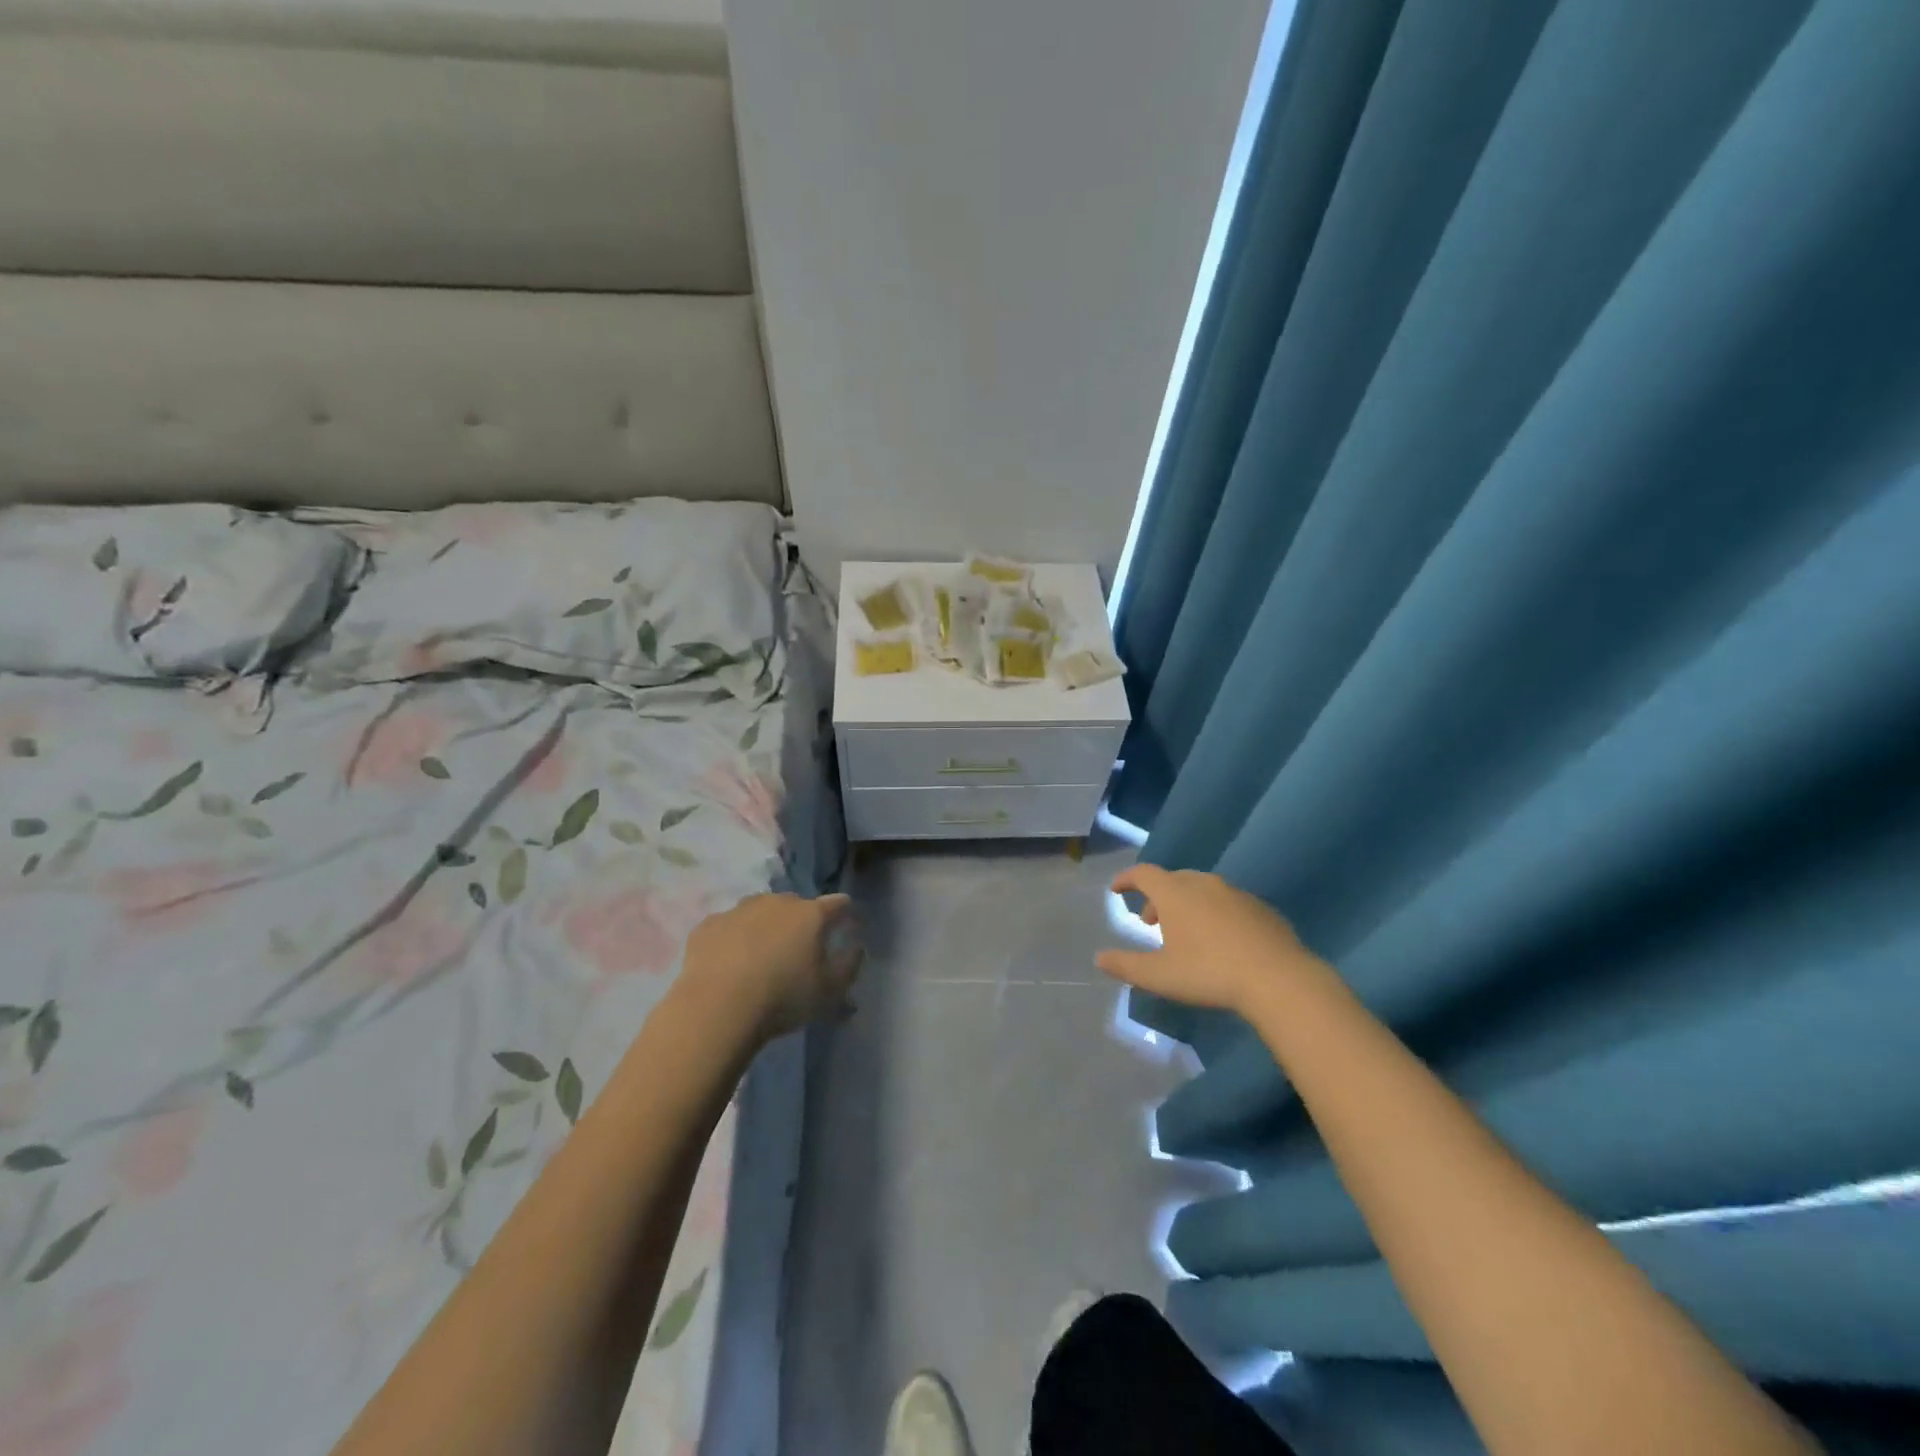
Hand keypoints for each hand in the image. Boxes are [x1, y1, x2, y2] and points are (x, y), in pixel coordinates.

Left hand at [682, 892, 862, 1043]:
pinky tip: (730, 963)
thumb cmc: (782, 998)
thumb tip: (856, 947)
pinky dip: (734, 938)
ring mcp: (739, 910)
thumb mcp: (829, 991)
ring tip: (762, 956)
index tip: (847, 927)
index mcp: (810, 914)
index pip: (838, 903)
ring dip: (766, 927)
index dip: (846, 913)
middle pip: (796, 905)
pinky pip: (729, 926)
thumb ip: (849, 965)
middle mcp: (776, 902)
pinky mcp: (708, 925)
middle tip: (799, 951)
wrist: (716, 1008)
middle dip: (802, 922)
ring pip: (760, 911)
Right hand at [1096, 865, 1320, 1015]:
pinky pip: (1227, 903)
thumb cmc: (1209, 973)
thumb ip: (1126, 965)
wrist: (1278, 979)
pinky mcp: (1261, 908)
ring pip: (1202, 889)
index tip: (1116, 890)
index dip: (1126, 879)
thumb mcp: (1160, 976)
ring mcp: (1235, 893)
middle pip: (1172, 879)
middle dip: (1157, 896)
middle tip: (1150, 921)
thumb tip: (1099, 958)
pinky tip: (1220, 941)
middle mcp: (1203, 884)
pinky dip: (1214, 913)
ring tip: (1185, 933)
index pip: (1143, 873)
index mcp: (1175, 893)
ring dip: (1186, 904)